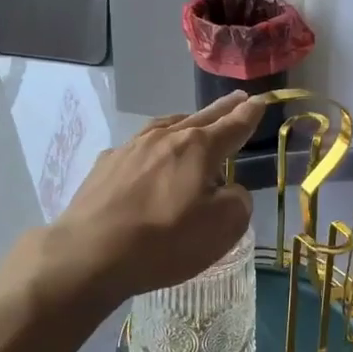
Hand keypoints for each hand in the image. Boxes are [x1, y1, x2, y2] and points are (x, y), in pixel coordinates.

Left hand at [38, 91, 263, 307]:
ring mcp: (131, 148)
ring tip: (193, 121)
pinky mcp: (105, 165)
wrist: (90, 252)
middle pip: (200, 118)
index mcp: (198, 148)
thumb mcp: (222, 228)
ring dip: (185, 122)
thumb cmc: (164, 240)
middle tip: (237, 99)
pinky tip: (148, 156)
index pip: (233, 126)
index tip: (262, 101)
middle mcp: (165, 138)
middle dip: (222, 109)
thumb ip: (237, 202)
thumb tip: (229, 191)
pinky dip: (153, 146)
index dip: (251, 115)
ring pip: (166, 127)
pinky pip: (138, 147)